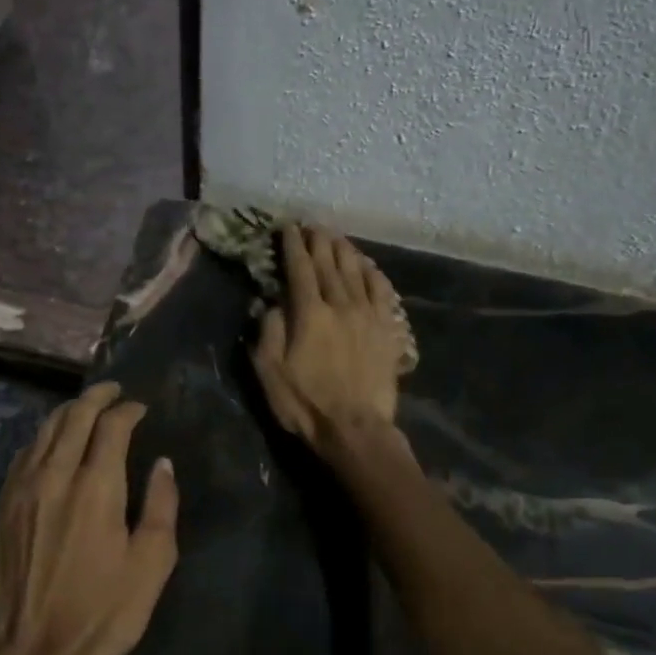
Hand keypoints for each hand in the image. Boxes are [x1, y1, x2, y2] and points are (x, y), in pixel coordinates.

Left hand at [0, 382, 178, 654]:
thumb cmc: (104, 611)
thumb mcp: (152, 562)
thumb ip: (161, 505)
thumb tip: (162, 464)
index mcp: (96, 486)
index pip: (111, 425)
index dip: (128, 409)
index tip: (140, 408)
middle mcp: (55, 476)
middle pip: (73, 417)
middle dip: (96, 397)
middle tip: (113, 391)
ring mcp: (22, 491)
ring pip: (43, 432)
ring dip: (67, 413)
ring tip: (84, 409)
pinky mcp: (1, 510)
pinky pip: (22, 456)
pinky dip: (42, 439)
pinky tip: (49, 445)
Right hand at [252, 225, 409, 447]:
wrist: (355, 429)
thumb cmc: (305, 403)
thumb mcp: (270, 371)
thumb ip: (269, 330)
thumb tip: (271, 301)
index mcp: (309, 313)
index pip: (299, 268)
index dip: (292, 245)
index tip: (288, 227)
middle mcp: (340, 304)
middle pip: (329, 264)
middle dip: (319, 241)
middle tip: (312, 225)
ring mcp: (368, 315)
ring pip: (356, 272)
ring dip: (344, 251)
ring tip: (336, 237)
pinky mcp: (386, 330)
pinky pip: (382, 292)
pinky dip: (374, 274)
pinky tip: (368, 266)